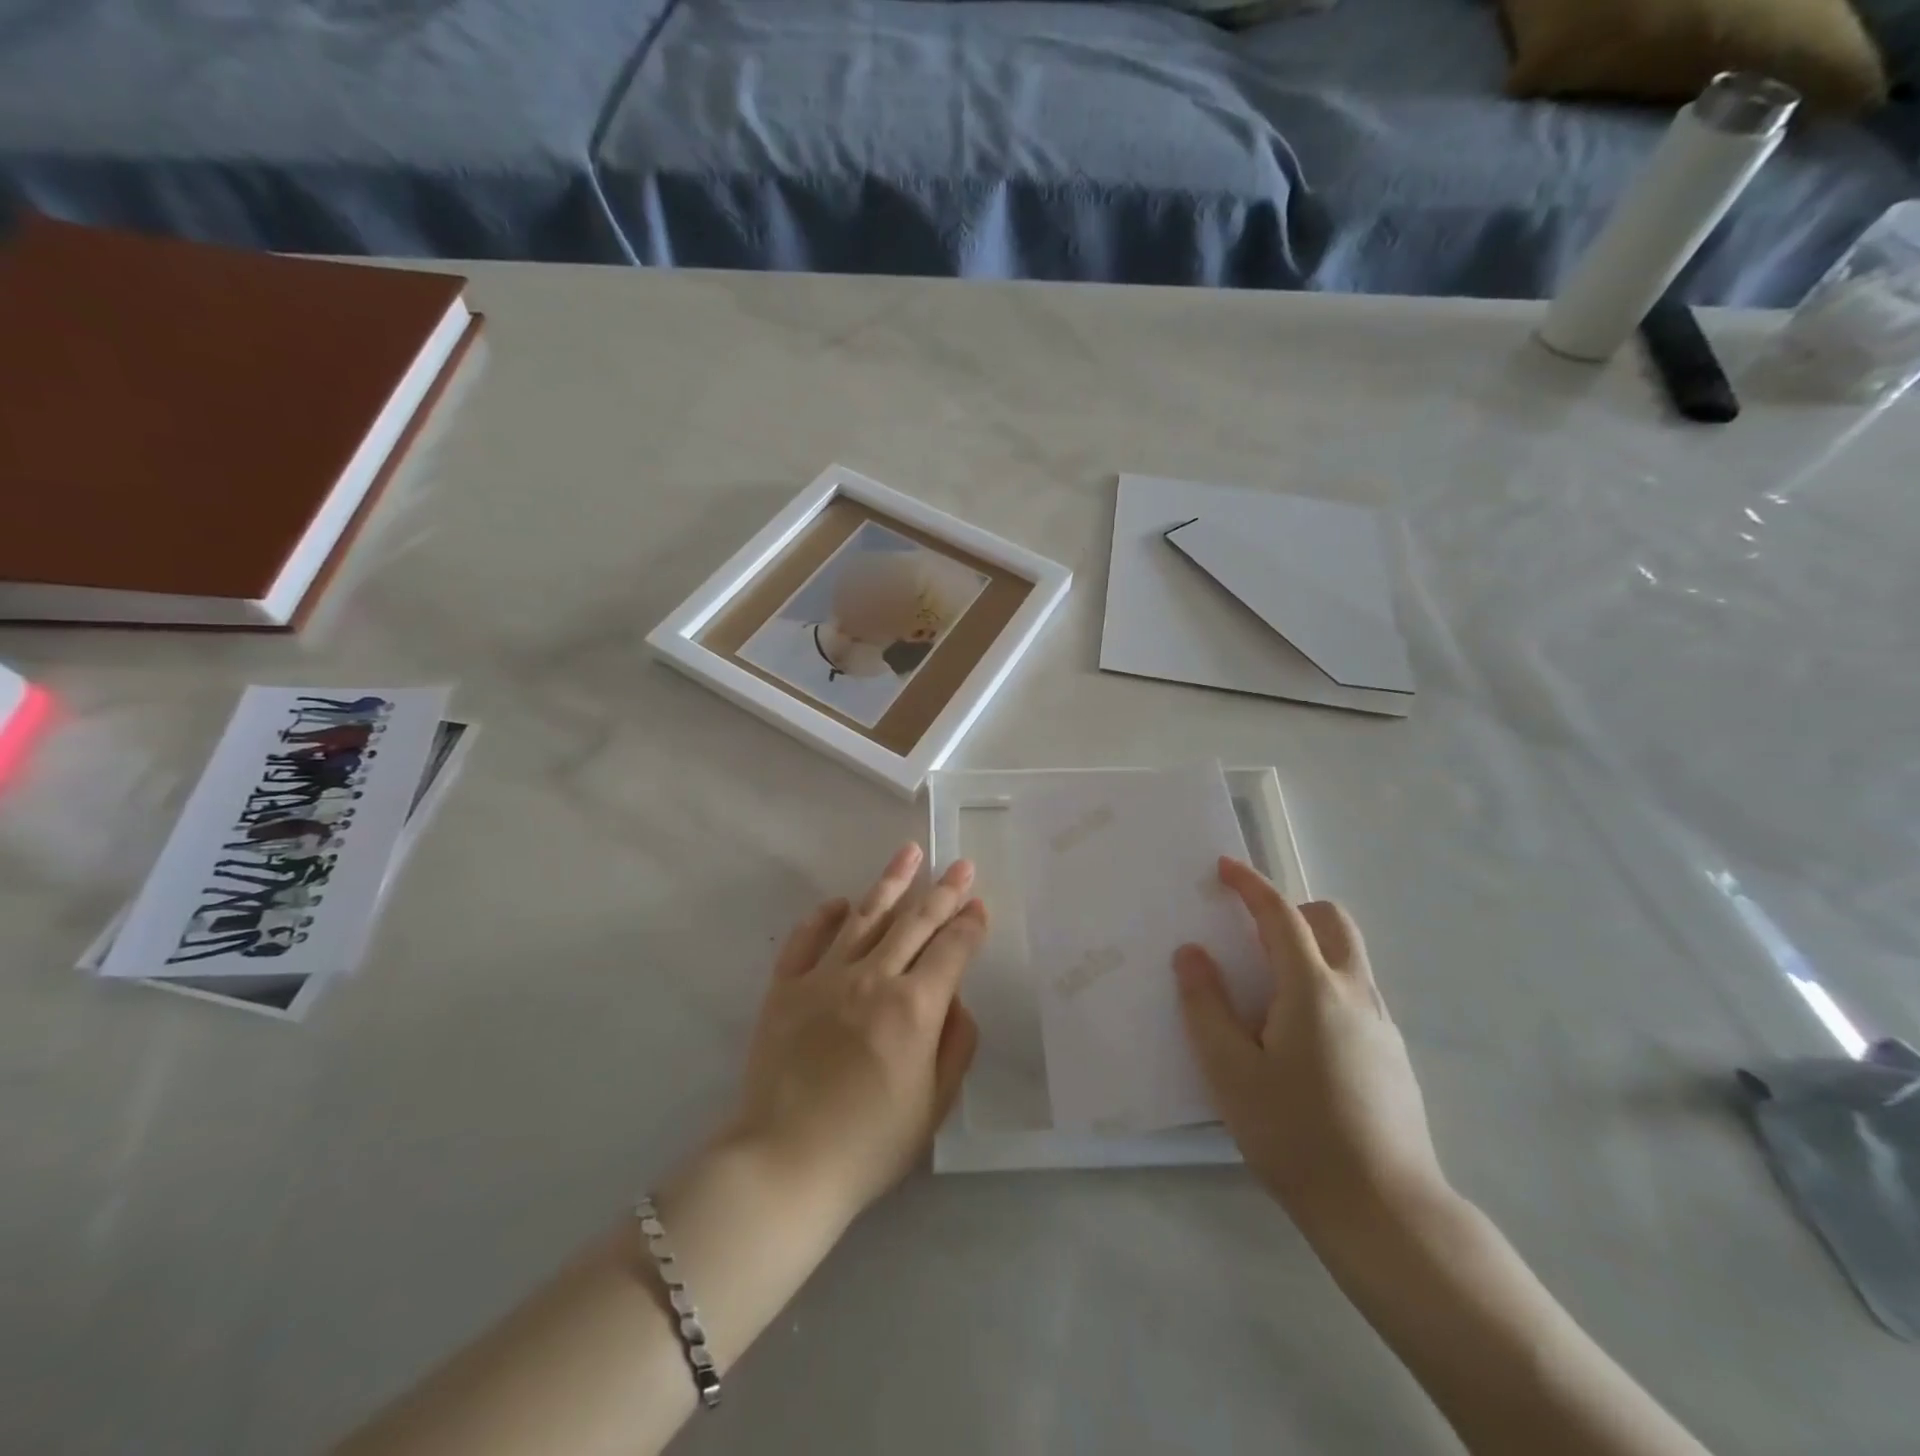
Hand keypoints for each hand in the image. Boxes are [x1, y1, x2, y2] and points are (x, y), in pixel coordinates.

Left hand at [724, 843, 985, 1224]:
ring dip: (891, 882)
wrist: (784, 1162)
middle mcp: (873, 978)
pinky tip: (842, 902)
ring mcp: (825, 977)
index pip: (952, 949)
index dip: (970, 924)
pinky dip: (826, 916)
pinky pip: (807, 938)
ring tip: (909, 852)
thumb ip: (956, 1043)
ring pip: (865, 916)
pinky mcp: (786, 987)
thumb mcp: (935, 1104)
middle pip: (915, 922)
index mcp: (914, 1007)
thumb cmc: (870, 1143)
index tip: (979, 905)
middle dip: (943, 891)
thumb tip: (955, 998)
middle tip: (961, 865)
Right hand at [1173, 858, 1446, 1231]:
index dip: (1250, 885)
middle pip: (1333, 922)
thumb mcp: (1230, 1071)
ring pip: (1348, 959)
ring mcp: (1381, 1027)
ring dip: (1308, 950)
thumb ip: (1206, 1005)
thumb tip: (1193, 953)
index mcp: (1312, 988)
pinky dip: (1323, 988)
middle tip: (1252, 934)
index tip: (1224, 867)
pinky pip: (1354, 996)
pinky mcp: (1393, 1058)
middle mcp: (1355, 994)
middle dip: (1293, 909)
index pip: (1281, 914)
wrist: (1385, 1213)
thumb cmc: (1296, 1135)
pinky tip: (1297, 1043)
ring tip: (1265, 995)